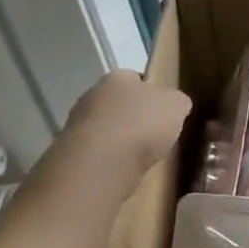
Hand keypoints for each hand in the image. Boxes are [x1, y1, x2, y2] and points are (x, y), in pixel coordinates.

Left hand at [65, 71, 190, 174]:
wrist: (101, 164)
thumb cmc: (142, 124)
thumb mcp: (177, 106)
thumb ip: (177, 101)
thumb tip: (176, 104)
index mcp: (117, 77)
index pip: (136, 78)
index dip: (152, 93)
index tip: (164, 110)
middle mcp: (92, 95)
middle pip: (119, 103)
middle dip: (135, 116)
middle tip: (155, 134)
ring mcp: (76, 125)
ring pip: (107, 128)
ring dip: (121, 140)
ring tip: (141, 157)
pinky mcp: (71, 154)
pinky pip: (98, 153)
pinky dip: (111, 160)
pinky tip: (124, 170)